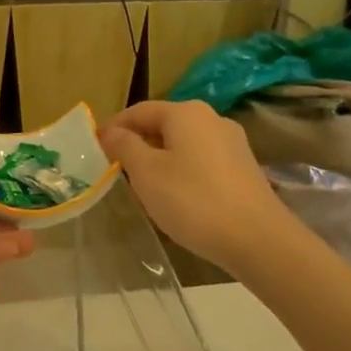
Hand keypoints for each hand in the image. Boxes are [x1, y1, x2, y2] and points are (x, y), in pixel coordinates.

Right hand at [100, 100, 289, 273]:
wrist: (257, 239)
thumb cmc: (192, 200)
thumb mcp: (146, 173)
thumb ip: (125, 146)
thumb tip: (111, 131)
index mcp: (185, 112)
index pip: (138, 111)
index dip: (113, 127)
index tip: (93, 147)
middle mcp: (211, 118)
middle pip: (163, 124)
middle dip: (137, 143)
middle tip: (114, 168)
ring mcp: (232, 143)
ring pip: (183, 143)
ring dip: (159, 158)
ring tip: (141, 185)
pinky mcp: (243, 167)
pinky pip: (201, 160)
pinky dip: (181, 170)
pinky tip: (175, 195)